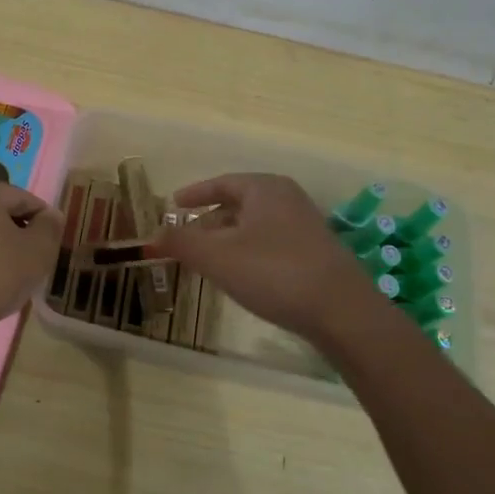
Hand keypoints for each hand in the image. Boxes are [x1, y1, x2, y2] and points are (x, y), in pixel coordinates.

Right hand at [148, 174, 371, 341]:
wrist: (342, 311)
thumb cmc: (274, 272)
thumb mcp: (217, 257)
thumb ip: (181, 243)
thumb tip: (152, 234)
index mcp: (264, 188)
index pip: (222, 182)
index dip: (195, 193)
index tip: (173, 204)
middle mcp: (287, 199)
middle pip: (238, 204)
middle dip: (208, 220)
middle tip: (185, 239)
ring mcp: (305, 226)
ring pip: (254, 226)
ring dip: (227, 239)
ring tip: (207, 261)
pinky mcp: (316, 254)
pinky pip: (270, 243)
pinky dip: (247, 252)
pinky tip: (241, 276)